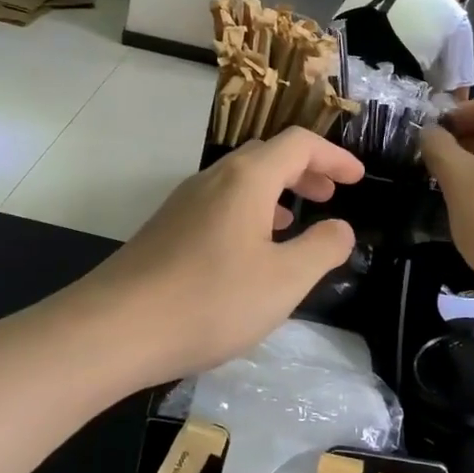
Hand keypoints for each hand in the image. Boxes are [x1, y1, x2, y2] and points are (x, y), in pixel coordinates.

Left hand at [84, 129, 363, 383]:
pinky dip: (249, 212)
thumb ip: (322, 249)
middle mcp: (214, 179)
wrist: (115, 328)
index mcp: (247, 179)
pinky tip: (251, 250)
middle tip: (332, 195)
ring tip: (297, 222)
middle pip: (267, 156)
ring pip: (241, 181)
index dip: (334, 156)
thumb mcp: (284, 281)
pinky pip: (219, 204)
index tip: (358, 178)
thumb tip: (341, 228)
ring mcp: (184, 202)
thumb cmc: (211, 300)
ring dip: (276, 192)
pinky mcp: (167, 228)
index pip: (299, 144)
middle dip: (306, 170)